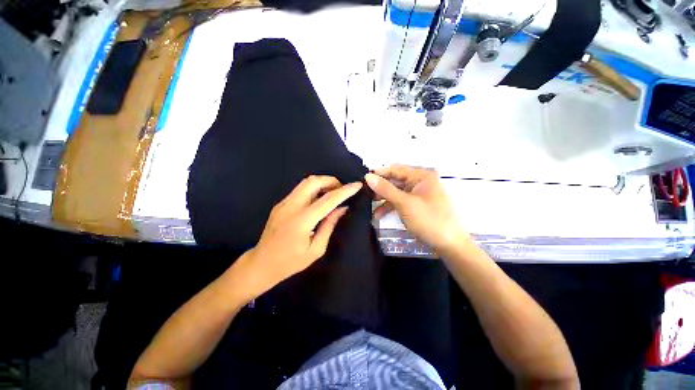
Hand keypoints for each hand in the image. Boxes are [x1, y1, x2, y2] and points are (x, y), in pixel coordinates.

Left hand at [241, 176, 362, 296]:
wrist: (261, 264)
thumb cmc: (290, 262)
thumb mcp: (316, 249)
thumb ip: (329, 225)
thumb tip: (342, 208)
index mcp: (302, 221)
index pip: (327, 199)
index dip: (344, 191)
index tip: (357, 185)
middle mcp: (291, 206)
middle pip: (313, 181)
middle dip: (332, 181)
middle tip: (342, 190)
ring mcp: (283, 203)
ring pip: (306, 182)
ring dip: (323, 183)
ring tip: (333, 193)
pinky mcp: (281, 203)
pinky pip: (300, 189)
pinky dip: (314, 189)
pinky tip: (320, 199)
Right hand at [365, 165, 468, 254]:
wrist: (449, 245)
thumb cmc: (429, 220)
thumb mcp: (405, 203)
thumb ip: (385, 189)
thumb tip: (368, 176)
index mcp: (421, 176)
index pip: (395, 169)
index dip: (378, 173)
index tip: (362, 178)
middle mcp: (419, 182)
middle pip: (394, 181)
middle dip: (379, 188)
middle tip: (362, 193)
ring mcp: (417, 194)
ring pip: (395, 192)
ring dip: (382, 199)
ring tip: (366, 204)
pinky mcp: (415, 206)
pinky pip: (399, 202)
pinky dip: (389, 207)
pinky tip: (377, 215)